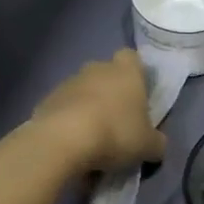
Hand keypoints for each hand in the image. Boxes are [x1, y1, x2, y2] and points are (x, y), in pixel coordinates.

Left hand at [31, 50, 168, 173]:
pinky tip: (73, 146)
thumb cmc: (116, 133)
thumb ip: (156, 142)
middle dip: (111, 94)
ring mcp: (68, 83)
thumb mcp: (148, 146)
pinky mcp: (47, 100)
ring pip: (83, 92)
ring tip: (93, 141)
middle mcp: (96, 69)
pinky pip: (64, 109)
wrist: (63, 140)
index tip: (138, 95)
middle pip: (106, 75)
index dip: (136, 73)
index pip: (132, 57)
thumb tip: (157, 144)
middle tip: (118, 123)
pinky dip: (69, 123)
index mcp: (126, 71)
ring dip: (88, 109)